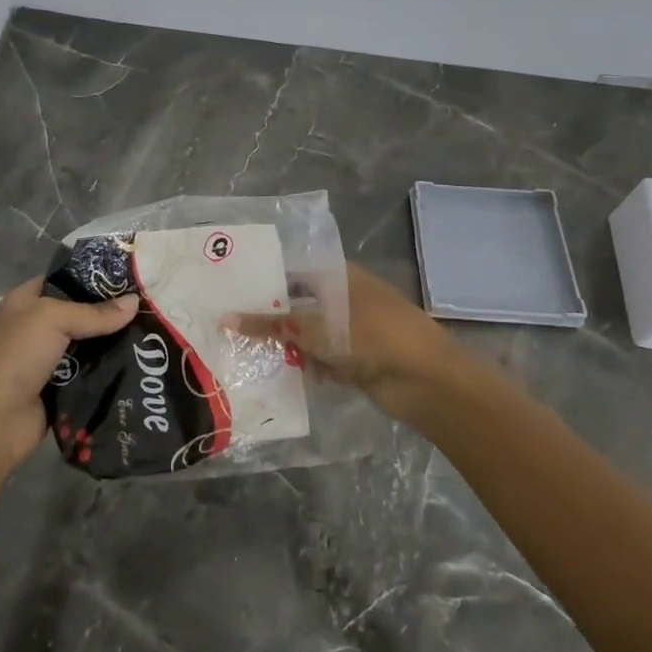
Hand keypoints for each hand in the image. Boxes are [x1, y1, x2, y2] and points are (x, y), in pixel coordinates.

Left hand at [0, 277, 138, 476]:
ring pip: (89, 344)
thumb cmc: (16, 357)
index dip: (94, 276)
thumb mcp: (52, 320)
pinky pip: (91, 373)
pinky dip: (109, 370)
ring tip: (153, 334)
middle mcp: (36, 327)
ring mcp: (48, 360)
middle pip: (80, 313)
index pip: (64, 279)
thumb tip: (135, 302)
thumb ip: (94, 312)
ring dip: (114, 343)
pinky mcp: (61, 388)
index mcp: (26, 302)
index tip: (131, 277)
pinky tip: (140, 364)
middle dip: (111, 311)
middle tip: (149, 307)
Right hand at [227, 262, 474, 427]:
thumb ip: (270, 325)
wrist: (426, 379)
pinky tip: (280, 375)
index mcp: (338, 275)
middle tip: (232, 328)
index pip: (292, 272)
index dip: (264, 282)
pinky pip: (323, 359)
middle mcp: (344, 297)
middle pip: (299, 305)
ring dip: (287, 347)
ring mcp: (353, 329)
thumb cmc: (370, 336)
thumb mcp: (313, 328)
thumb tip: (226, 319)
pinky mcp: (358, 359)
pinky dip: (307, 367)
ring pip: (310, 335)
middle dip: (271, 320)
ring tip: (247, 354)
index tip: (232, 294)